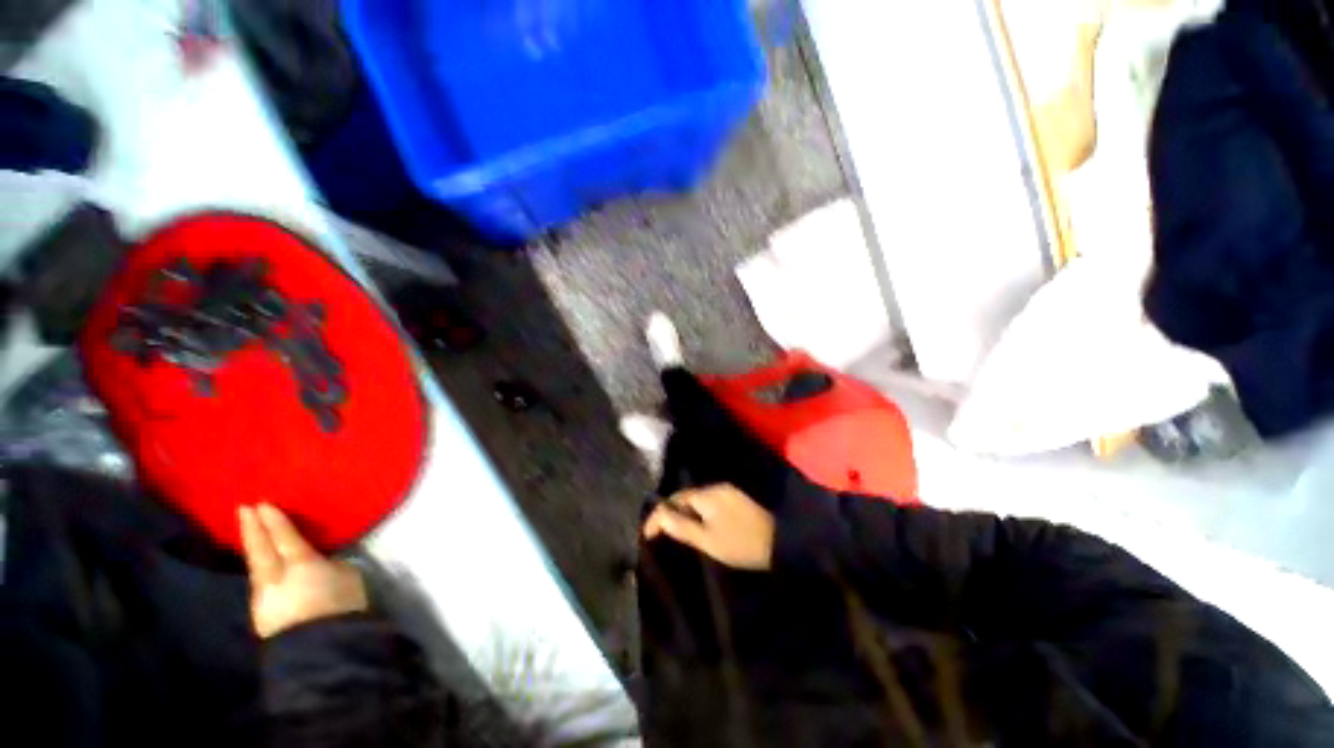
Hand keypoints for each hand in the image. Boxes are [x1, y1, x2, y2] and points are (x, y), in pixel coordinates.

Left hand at [238, 503, 368, 638]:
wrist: (323, 650)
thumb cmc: (343, 606)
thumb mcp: (349, 577)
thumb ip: (332, 565)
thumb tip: (322, 563)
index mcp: (301, 565)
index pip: (285, 538)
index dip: (274, 521)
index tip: (262, 504)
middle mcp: (275, 579)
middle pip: (260, 550)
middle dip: (253, 529)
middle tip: (244, 509)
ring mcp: (264, 600)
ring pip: (255, 569)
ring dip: (252, 550)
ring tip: (250, 536)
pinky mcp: (263, 617)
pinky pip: (259, 586)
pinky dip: (258, 571)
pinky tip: (261, 568)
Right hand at [643, 484, 775, 570]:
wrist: (779, 543)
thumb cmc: (739, 544)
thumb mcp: (707, 540)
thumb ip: (682, 527)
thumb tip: (660, 517)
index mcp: (707, 495)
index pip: (675, 500)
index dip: (659, 515)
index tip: (646, 534)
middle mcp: (716, 487)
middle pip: (686, 497)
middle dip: (671, 512)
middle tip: (659, 531)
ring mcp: (727, 491)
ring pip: (697, 499)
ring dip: (685, 512)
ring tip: (675, 529)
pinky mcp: (735, 499)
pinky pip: (709, 502)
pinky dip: (698, 512)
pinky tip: (698, 524)